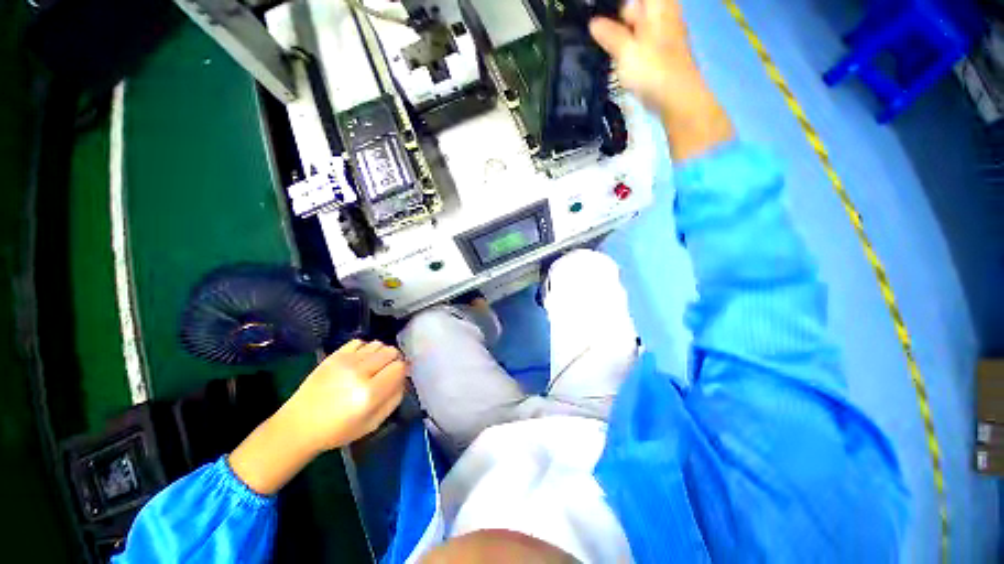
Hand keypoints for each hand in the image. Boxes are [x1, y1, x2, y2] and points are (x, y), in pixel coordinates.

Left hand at [282, 339, 408, 451]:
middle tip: (387, 372)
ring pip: (378, 344)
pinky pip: (360, 342)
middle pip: (391, 352)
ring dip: (381, 354)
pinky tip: (360, 361)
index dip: (402, 371)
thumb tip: (404, 379)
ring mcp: (345, 361)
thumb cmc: (338, 431)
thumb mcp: (373, 423)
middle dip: (394, 360)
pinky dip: (365, 349)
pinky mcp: (334, 355)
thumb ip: (394, 399)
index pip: (400, 367)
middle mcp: (359, 373)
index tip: (398, 377)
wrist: (298, 425)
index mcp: (370, 393)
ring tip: (373, 367)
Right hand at [590, 0, 734, 159]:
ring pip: (642, 24)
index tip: (601, 13)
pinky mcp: (664, 54)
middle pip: (640, 7)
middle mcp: (665, 15)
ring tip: (605, 42)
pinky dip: (632, 45)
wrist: (677, 98)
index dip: (619, 6)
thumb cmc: (652, 69)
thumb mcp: (625, 50)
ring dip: (625, 31)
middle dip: (622, 15)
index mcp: (658, 7)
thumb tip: (593, 23)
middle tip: (600, 28)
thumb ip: (609, 35)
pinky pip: (645, 41)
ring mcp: (666, 35)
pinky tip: (620, 57)